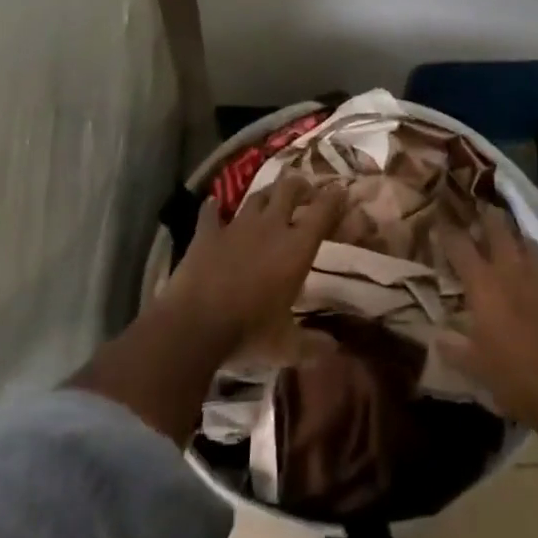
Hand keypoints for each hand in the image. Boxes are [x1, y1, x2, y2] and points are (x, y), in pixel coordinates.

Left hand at [160, 174, 345, 355]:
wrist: (195, 324)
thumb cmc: (249, 332)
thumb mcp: (287, 346)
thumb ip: (312, 346)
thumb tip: (335, 351)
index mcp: (296, 248)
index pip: (322, 212)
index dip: (334, 198)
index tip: (341, 190)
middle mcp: (270, 227)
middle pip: (288, 190)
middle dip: (300, 186)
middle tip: (306, 190)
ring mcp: (236, 226)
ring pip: (256, 197)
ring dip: (266, 194)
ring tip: (272, 195)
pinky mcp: (207, 234)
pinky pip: (210, 214)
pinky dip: (213, 208)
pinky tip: (213, 203)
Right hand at [435, 212, 537, 439]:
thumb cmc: (517, 382)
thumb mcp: (476, 370)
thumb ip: (454, 349)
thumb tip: (436, 337)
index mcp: (485, 286)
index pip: (460, 246)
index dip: (448, 232)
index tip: (440, 223)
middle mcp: (514, 271)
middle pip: (498, 229)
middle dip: (487, 217)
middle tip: (480, 209)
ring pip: (529, 243)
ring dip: (517, 238)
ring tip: (512, 239)